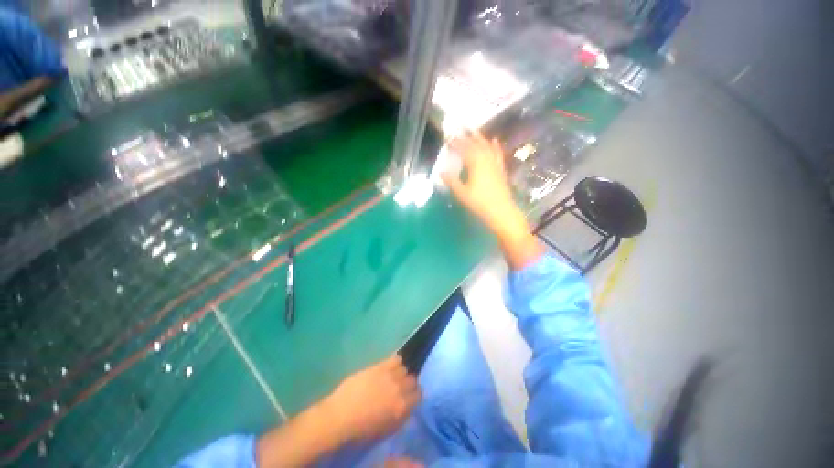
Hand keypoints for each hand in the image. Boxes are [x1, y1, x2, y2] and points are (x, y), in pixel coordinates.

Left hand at [322, 354, 420, 443]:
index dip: (414, 395)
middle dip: (408, 383)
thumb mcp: (386, 428)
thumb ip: (400, 415)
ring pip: (404, 368)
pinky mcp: (380, 366)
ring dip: (401, 372)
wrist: (341, 415)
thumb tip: (407, 405)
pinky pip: (396, 358)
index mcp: (402, 407)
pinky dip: (396, 361)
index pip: (418, 395)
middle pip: (412, 379)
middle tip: (400, 387)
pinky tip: (390, 366)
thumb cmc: (362, 428)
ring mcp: (390, 375)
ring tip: (393, 376)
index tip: (409, 396)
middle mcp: (400, 389)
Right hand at [442, 131, 542, 269]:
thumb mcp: (462, 193)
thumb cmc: (480, 203)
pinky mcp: (500, 169)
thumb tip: (441, 171)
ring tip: (473, 130)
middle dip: (466, 137)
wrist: (501, 211)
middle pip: (475, 145)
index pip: (463, 149)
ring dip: (479, 137)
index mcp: (475, 164)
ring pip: (487, 146)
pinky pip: (497, 153)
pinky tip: (494, 141)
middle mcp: (486, 159)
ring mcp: (495, 163)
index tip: (447, 139)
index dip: (455, 143)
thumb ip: (451, 181)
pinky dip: (494, 146)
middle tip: (458, 131)